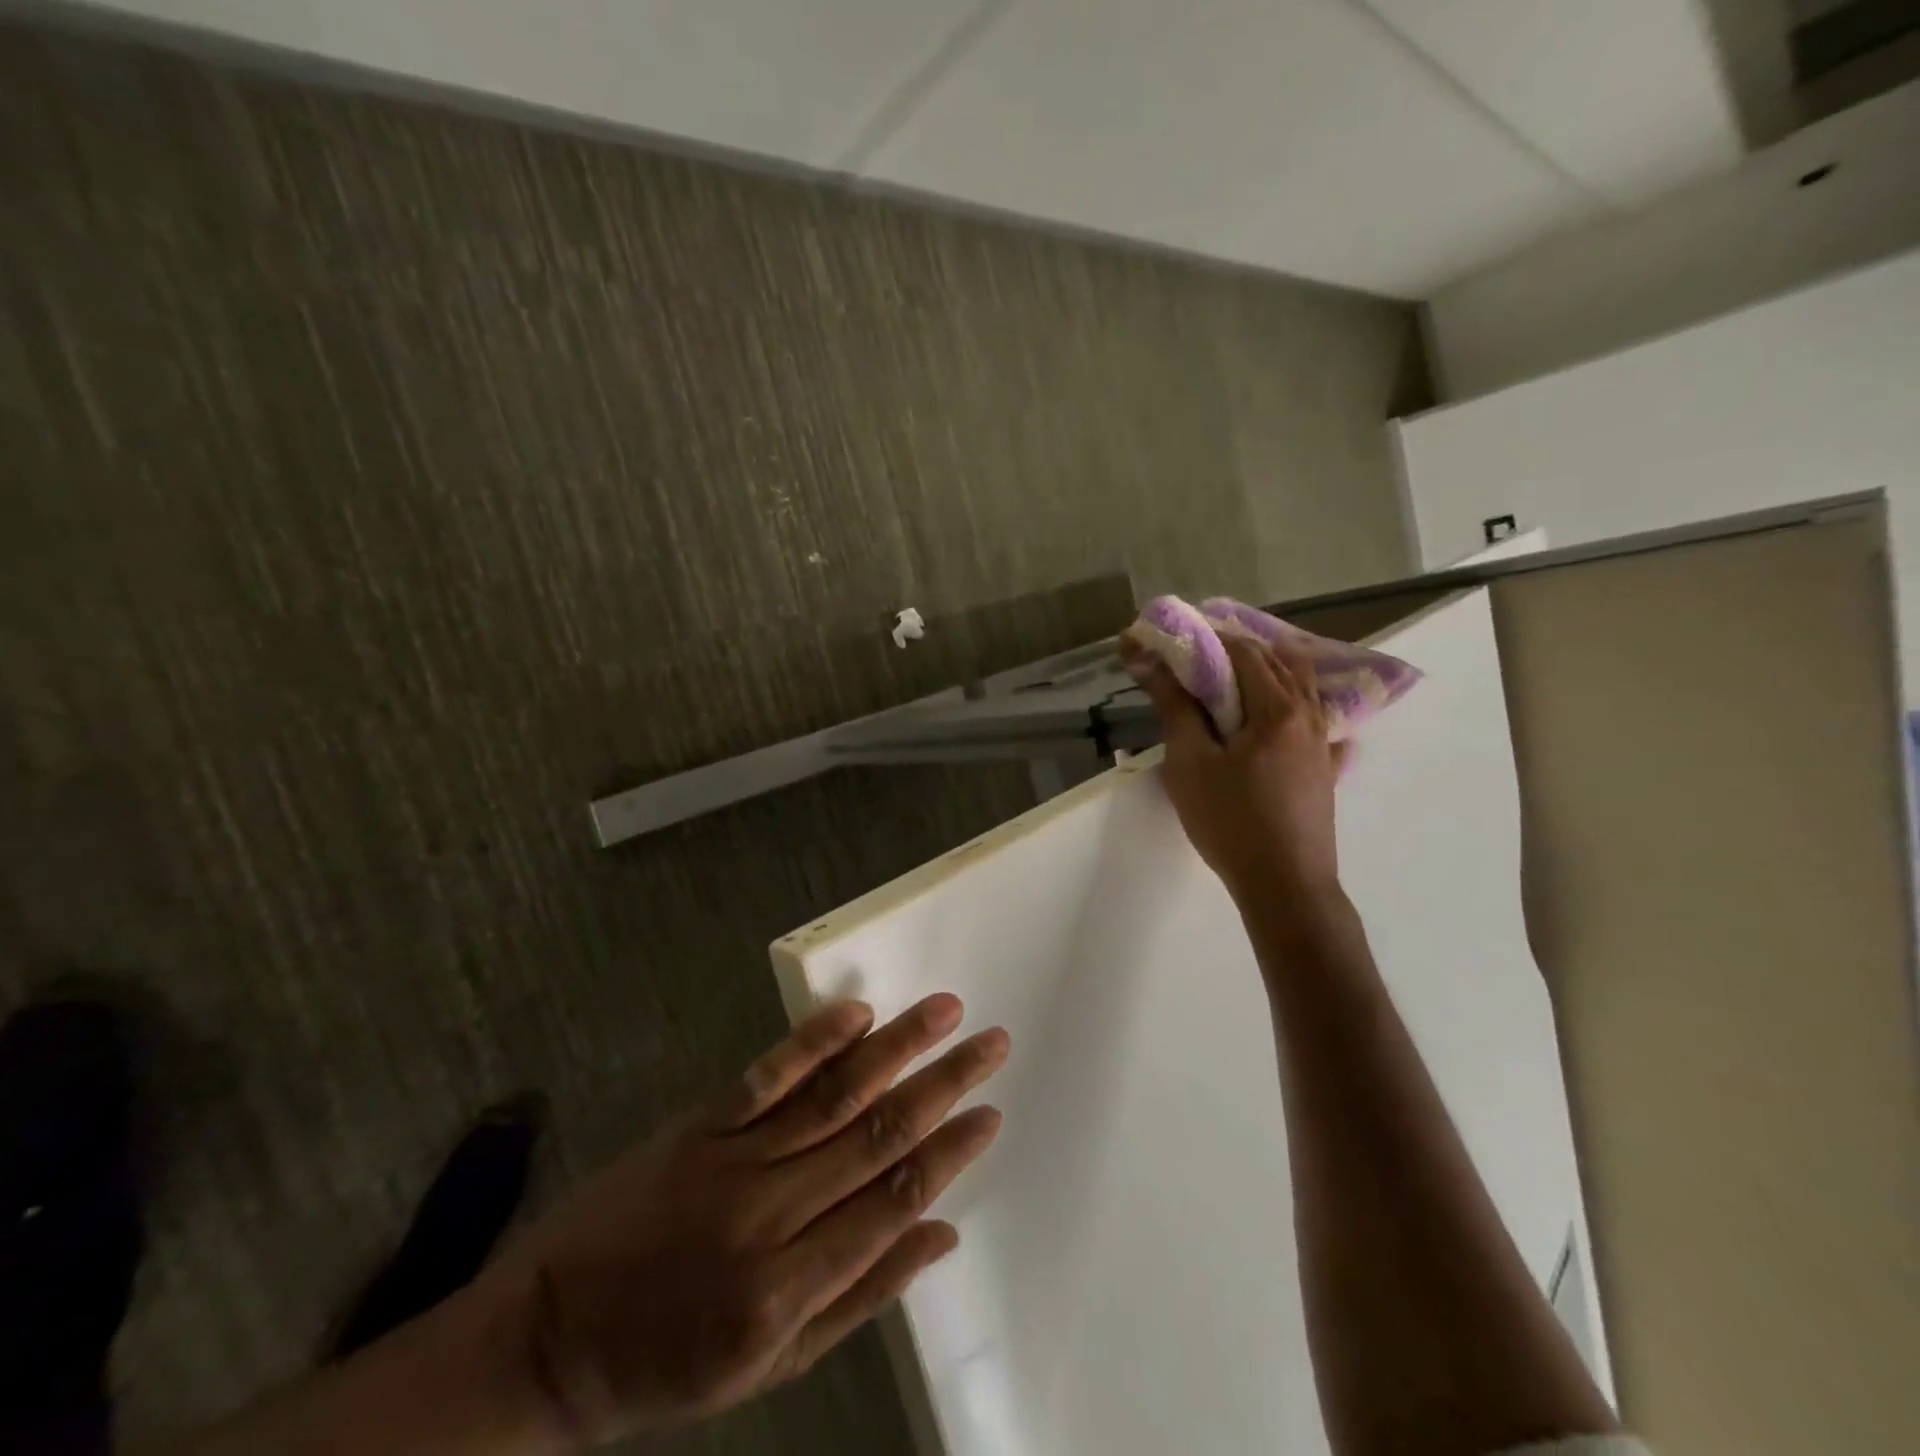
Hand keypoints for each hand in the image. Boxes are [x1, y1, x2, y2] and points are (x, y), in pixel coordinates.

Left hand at [483, 996, 1008, 1444]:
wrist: (552, 1335)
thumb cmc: (671, 1362)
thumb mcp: (773, 1367)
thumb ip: (863, 1296)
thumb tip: (942, 1233)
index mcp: (790, 1291)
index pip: (892, 1203)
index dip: (949, 1154)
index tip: (991, 1112)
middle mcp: (770, 1217)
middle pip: (876, 1137)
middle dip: (943, 1085)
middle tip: (992, 1043)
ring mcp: (732, 1160)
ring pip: (833, 1095)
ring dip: (896, 1047)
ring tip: (945, 1012)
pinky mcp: (701, 1124)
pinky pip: (767, 1075)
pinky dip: (814, 1040)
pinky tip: (858, 1011)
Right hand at [1139, 633, 1346, 904]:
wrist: (1285, 885)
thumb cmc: (1230, 821)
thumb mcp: (1190, 763)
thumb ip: (1175, 707)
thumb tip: (1149, 660)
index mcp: (1275, 708)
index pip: (1243, 651)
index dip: (1209, 638)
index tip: (1178, 640)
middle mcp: (1307, 714)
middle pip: (1277, 662)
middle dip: (1238, 650)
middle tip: (1200, 656)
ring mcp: (1324, 742)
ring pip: (1302, 687)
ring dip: (1271, 671)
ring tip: (1238, 677)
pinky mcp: (1327, 769)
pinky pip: (1320, 721)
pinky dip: (1301, 705)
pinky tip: (1291, 716)